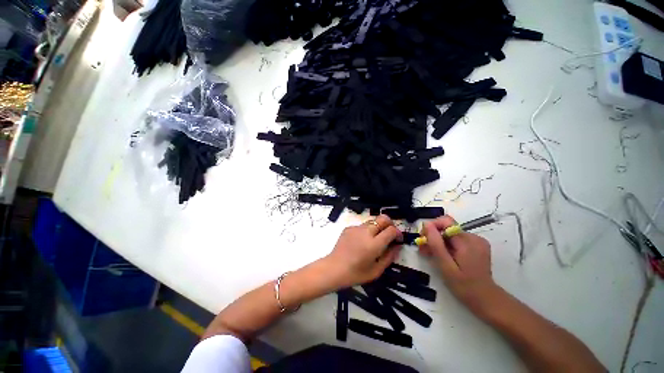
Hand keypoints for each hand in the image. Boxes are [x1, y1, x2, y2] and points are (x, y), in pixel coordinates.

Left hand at [324, 215, 402, 289]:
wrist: (334, 268)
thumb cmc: (356, 273)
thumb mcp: (376, 270)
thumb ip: (389, 257)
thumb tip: (397, 246)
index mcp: (374, 244)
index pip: (391, 230)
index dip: (398, 233)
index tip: (398, 239)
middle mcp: (366, 232)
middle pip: (383, 218)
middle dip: (390, 224)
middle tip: (389, 234)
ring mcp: (356, 228)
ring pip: (372, 221)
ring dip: (378, 227)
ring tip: (375, 239)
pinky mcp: (349, 228)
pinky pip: (361, 226)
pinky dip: (366, 231)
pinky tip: (361, 242)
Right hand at [420, 215, 496, 312]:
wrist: (486, 300)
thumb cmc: (464, 286)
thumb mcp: (446, 266)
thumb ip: (436, 244)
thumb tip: (426, 224)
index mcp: (467, 241)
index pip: (446, 221)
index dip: (432, 227)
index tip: (424, 239)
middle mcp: (473, 237)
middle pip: (447, 228)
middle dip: (433, 237)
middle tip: (424, 250)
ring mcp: (476, 241)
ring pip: (450, 234)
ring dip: (438, 242)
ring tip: (430, 255)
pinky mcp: (476, 246)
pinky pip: (456, 240)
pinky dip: (446, 246)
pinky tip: (442, 256)